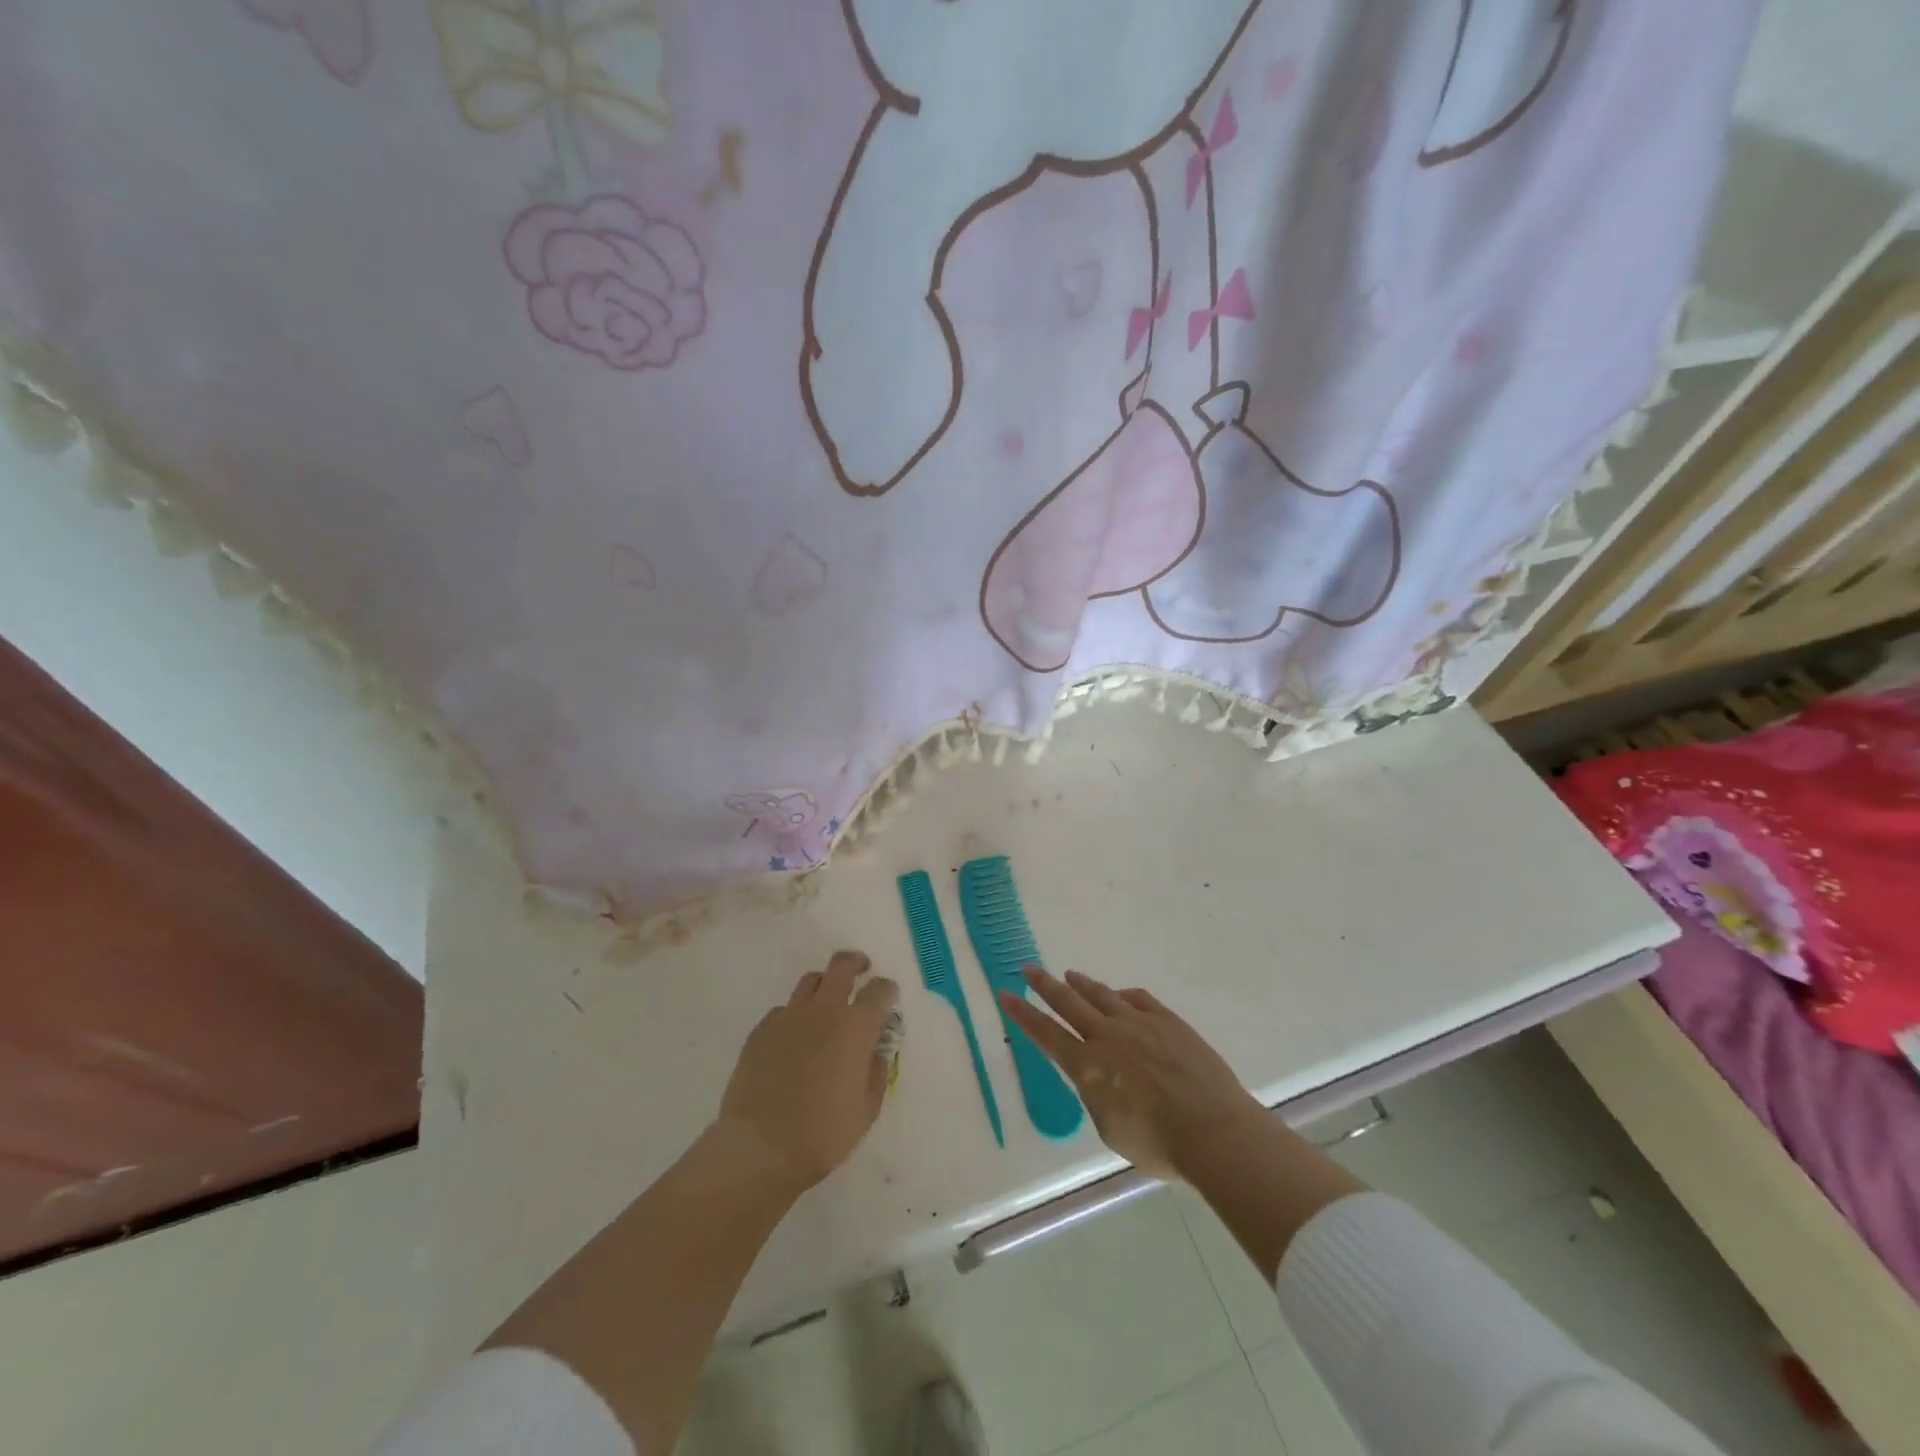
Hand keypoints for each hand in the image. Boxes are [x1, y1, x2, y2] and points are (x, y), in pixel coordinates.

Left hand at [717, 950, 900, 1195]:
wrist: (759, 1148)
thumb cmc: (823, 1134)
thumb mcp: (866, 1109)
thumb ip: (876, 1070)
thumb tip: (876, 1047)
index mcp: (855, 1027)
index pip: (879, 990)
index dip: (887, 990)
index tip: (889, 997)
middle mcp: (823, 1011)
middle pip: (842, 966)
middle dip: (856, 964)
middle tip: (861, 970)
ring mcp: (788, 1017)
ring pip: (810, 981)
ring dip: (825, 985)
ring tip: (827, 1003)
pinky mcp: (761, 1030)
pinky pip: (783, 1009)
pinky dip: (796, 1015)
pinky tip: (795, 1038)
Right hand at [1000, 967, 1264, 1180]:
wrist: (1214, 1131)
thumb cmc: (1159, 1145)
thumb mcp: (1111, 1130)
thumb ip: (1097, 1097)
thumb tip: (1099, 1077)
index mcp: (1088, 1068)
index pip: (1046, 1034)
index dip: (1023, 1014)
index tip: (1005, 994)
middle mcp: (1108, 1037)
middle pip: (1068, 1003)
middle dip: (1045, 986)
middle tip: (1028, 969)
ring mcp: (1139, 1024)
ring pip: (1102, 995)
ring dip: (1081, 984)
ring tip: (1068, 975)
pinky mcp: (1168, 1020)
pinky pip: (1139, 999)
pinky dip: (1122, 995)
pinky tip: (1119, 995)